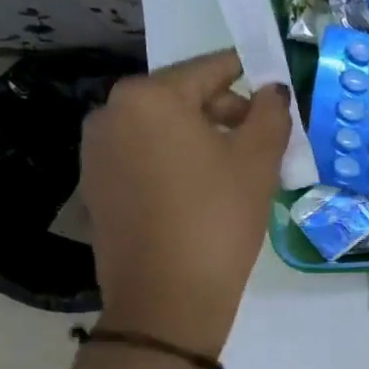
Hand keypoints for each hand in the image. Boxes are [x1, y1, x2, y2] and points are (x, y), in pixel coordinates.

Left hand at [79, 50, 289, 358]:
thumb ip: (270, 113)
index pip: (210, 69)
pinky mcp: (95, 187)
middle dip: (225, 112)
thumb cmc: (218, 217)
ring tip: (234, 170)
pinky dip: (173, 162)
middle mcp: (111, 113)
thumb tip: (272, 91)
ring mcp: (97, 152)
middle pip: (182, 97)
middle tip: (262, 140)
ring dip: (199, 138)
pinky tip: (200, 192)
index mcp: (149, 96)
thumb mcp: (258, 160)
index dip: (248, 74)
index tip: (272, 87)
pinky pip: (143, 157)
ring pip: (161, 129)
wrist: (166, 299)